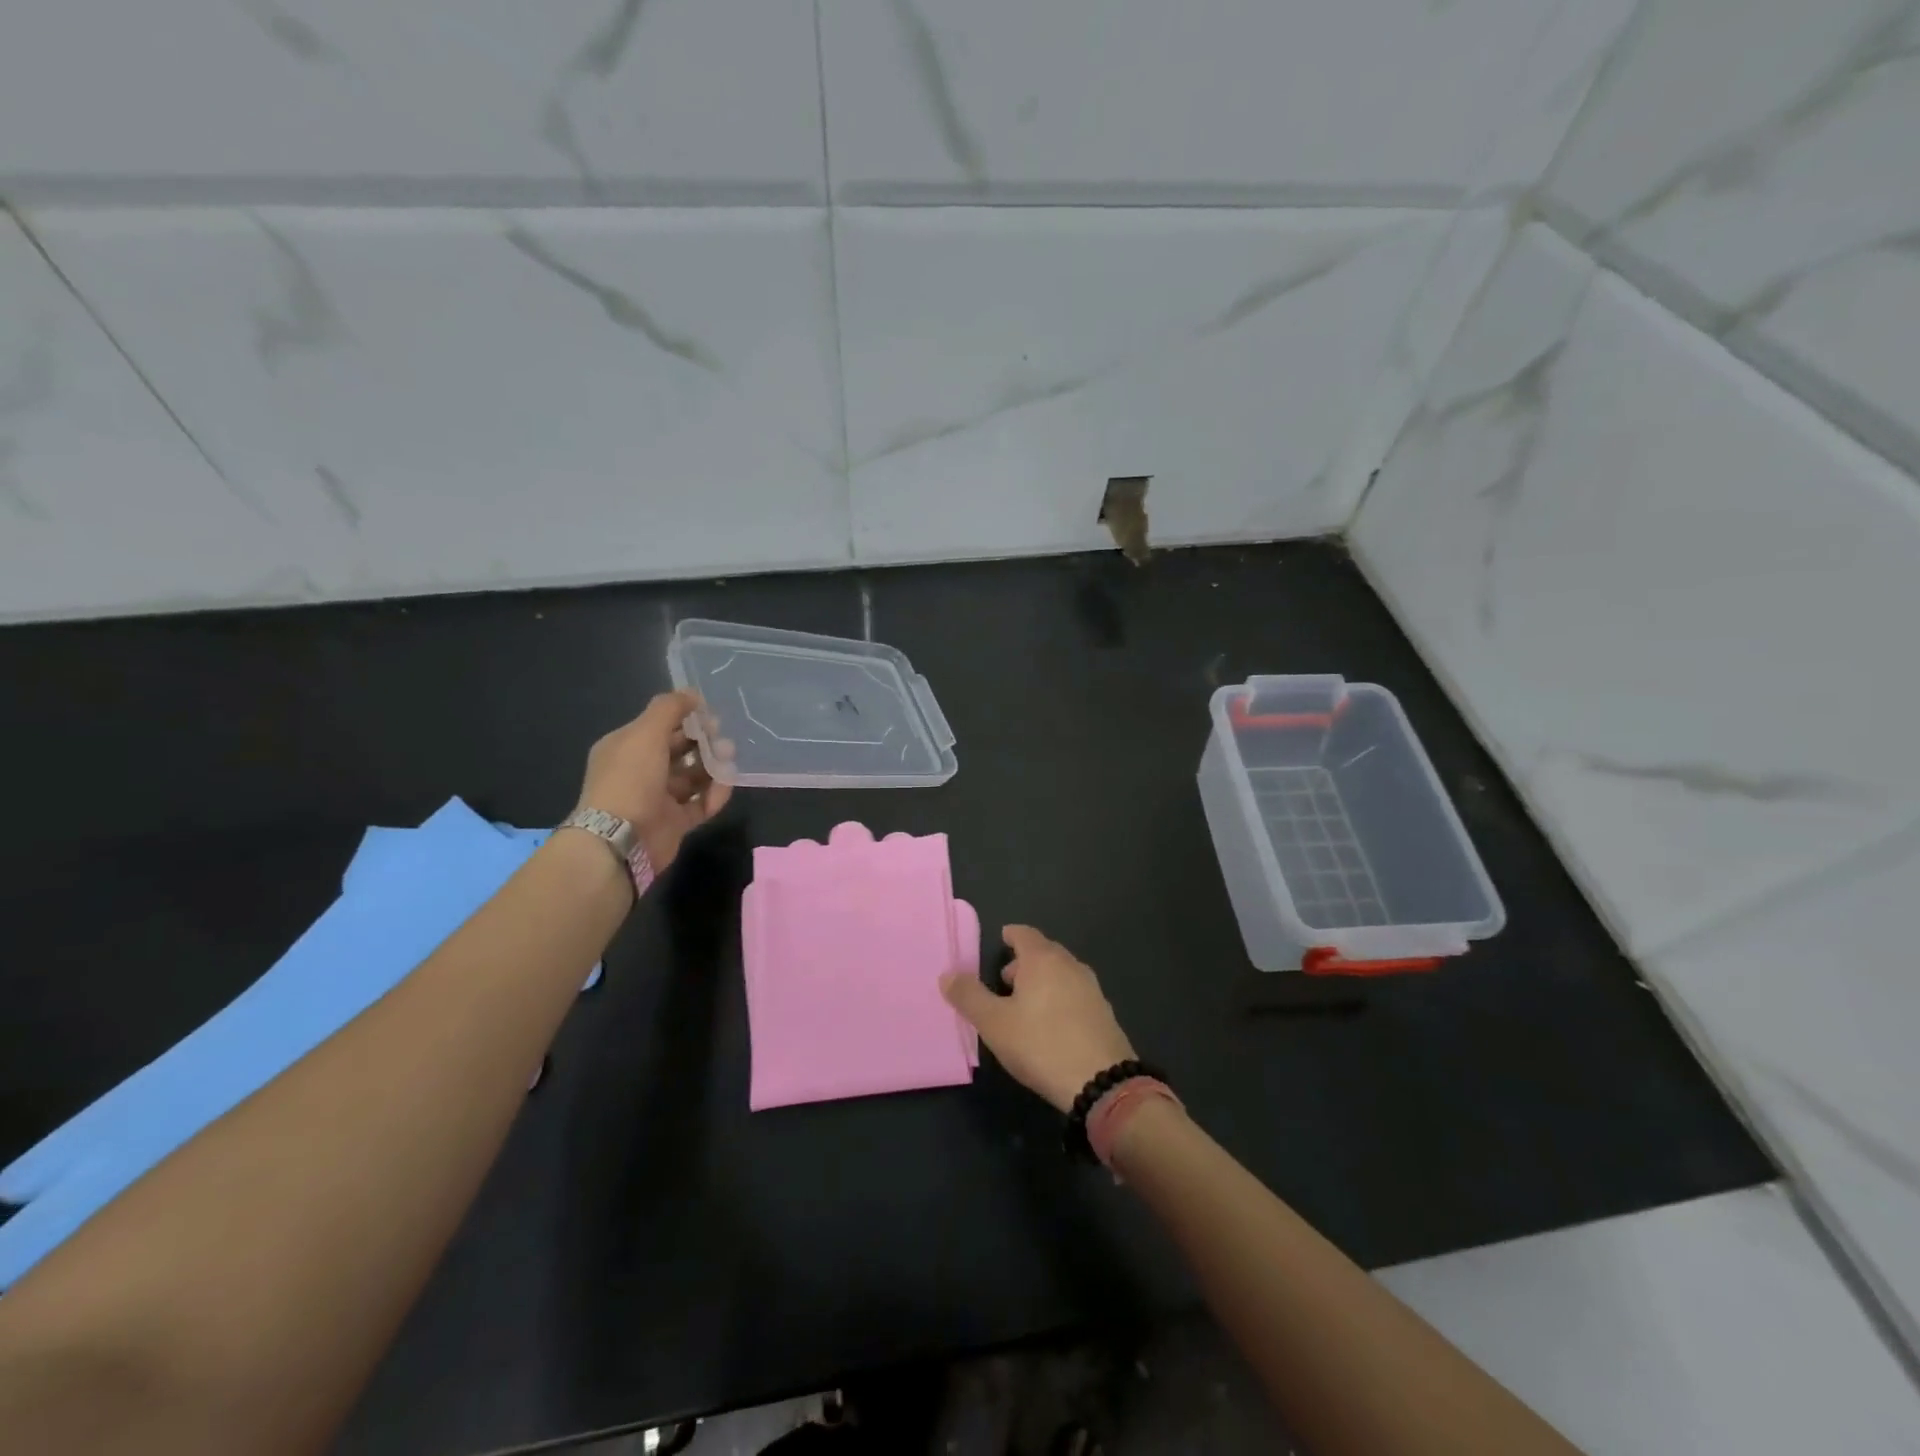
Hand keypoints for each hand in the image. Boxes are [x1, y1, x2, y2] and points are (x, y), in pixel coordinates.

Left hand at [575, 691, 731, 872]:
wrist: (621, 839)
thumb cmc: (630, 779)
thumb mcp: (645, 733)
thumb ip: (669, 709)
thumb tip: (692, 693)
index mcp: (626, 748)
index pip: (659, 727)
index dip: (685, 718)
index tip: (710, 716)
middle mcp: (640, 771)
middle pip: (679, 751)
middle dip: (703, 743)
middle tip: (724, 741)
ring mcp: (658, 799)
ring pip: (692, 777)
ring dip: (712, 767)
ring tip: (728, 762)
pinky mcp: (675, 822)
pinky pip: (700, 803)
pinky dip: (714, 795)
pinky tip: (725, 786)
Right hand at [941, 925, 1136, 1112]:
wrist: (1101, 1081)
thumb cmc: (1040, 1044)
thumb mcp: (994, 1023)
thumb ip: (969, 996)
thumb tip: (947, 974)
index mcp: (1043, 959)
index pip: (1024, 934)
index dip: (1011, 935)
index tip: (1002, 940)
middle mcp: (1070, 965)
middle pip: (1044, 952)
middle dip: (1024, 961)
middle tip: (1005, 980)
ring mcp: (1092, 988)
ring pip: (1061, 973)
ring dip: (1043, 981)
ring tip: (1025, 1004)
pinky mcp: (1104, 1012)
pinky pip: (1075, 993)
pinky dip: (1060, 998)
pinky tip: (1051, 1024)